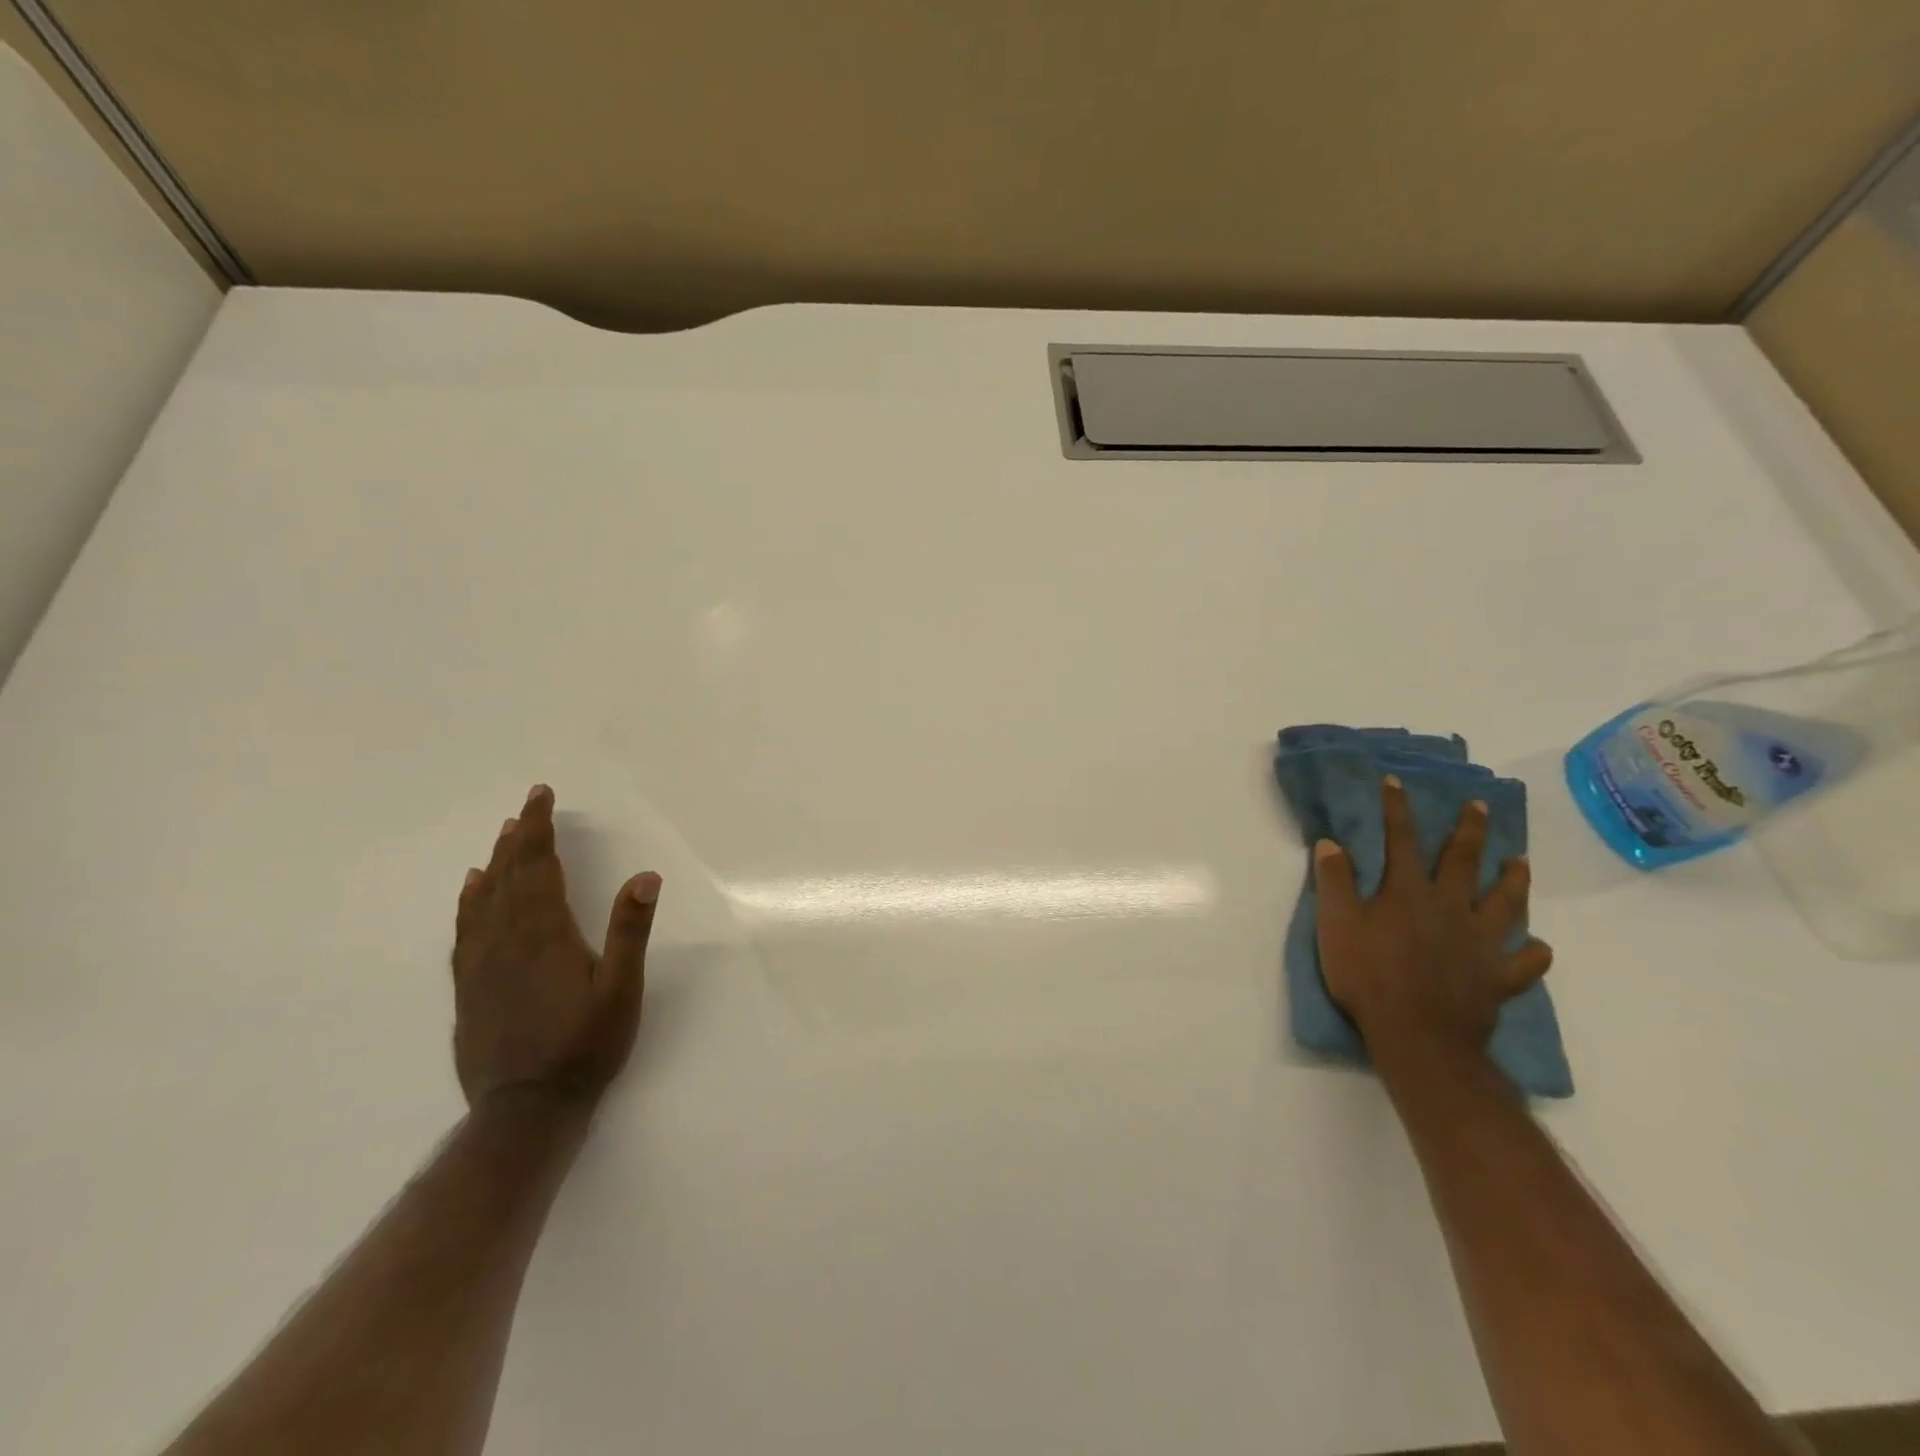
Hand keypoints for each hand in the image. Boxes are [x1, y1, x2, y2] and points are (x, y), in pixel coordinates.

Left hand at [451, 785, 661, 1109]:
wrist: (525, 1110)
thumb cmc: (585, 1046)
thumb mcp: (621, 990)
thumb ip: (630, 931)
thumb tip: (645, 876)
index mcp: (545, 934)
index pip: (538, 867)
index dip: (539, 828)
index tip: (540, 795)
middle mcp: (507, 940)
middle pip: (509, 876)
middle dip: (519, 838)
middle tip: (527, 807)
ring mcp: (482, 964)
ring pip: (484, 899)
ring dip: (496, 863)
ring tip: (503, 837)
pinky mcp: (469, 987)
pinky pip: (465, 930)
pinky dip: (469, 901)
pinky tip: (472, 890)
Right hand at [1313, 776, 1551, 1072]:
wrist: (1418, 1037)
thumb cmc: (1368, 977)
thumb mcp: (1336, 927)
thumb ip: (1335, 883)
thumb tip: (1331, 842)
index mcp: (1407, 893)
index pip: (1401, 840)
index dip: (1397, 809)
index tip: (1397, 782)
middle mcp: (1449, 908)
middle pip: (1462, 862)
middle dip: (1469, 831)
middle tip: (1480, 807)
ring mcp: (1480, 942)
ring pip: (1504, 904)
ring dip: (1512, 880)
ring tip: (1520, 862)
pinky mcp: (1498, 977)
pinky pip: (1524, 963)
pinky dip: (1533, 953)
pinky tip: (1538, 947)